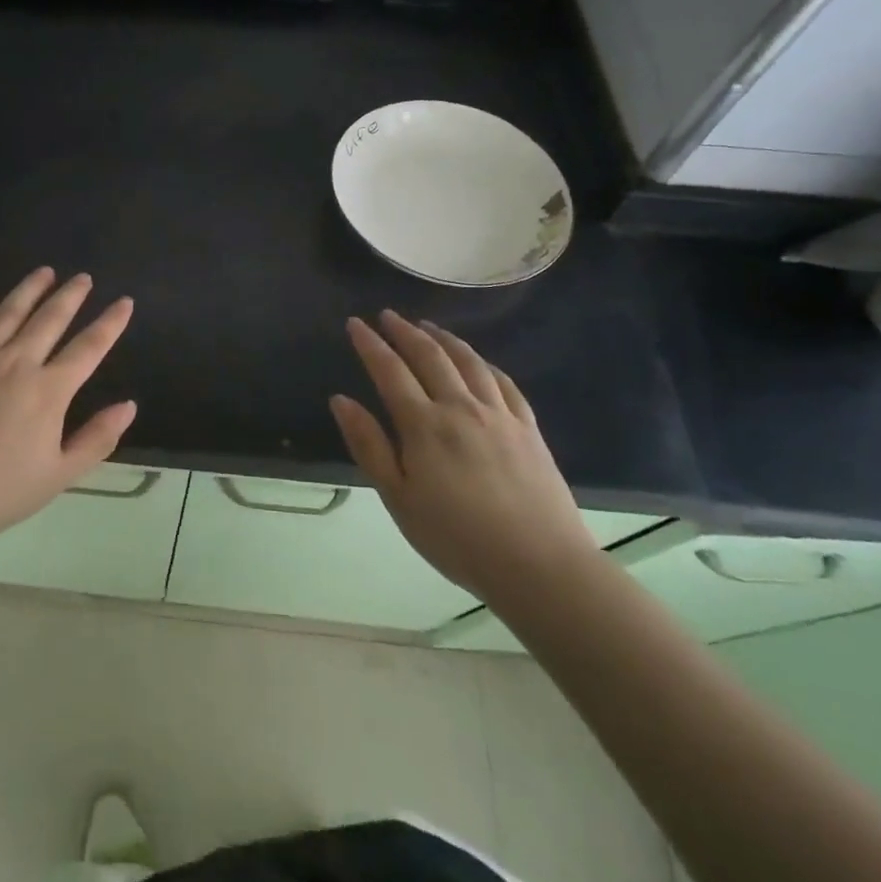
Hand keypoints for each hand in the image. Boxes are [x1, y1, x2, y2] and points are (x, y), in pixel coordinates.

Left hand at [0, 268, 137, 566]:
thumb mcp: (58, 477)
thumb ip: (97, 439)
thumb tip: (129, 406)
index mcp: (47, 391)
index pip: (88, 348)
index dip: (110, 323)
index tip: (125, 302)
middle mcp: (15, 362)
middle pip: (50, 318)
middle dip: (71, 295)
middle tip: (83, 278)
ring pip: (8, 311)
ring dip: (30, 288)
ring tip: (45, 272)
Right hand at [330, 311, 597, 608]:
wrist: (540, 566)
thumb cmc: (456, 537)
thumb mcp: (398, 498)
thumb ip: (368, 445)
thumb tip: (340, 399)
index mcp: (424, 424)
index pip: (389, 370)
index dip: (370, 344)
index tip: (355, 323)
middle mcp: (460, 407)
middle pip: (429, 356)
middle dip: (404, 331)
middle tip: (387, 315)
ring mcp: (499, 415)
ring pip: (468, 361)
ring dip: (443, 338)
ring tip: (428, 326)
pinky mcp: (528, 428)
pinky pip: (503, 382)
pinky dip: (483, 363)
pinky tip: (477, 361)